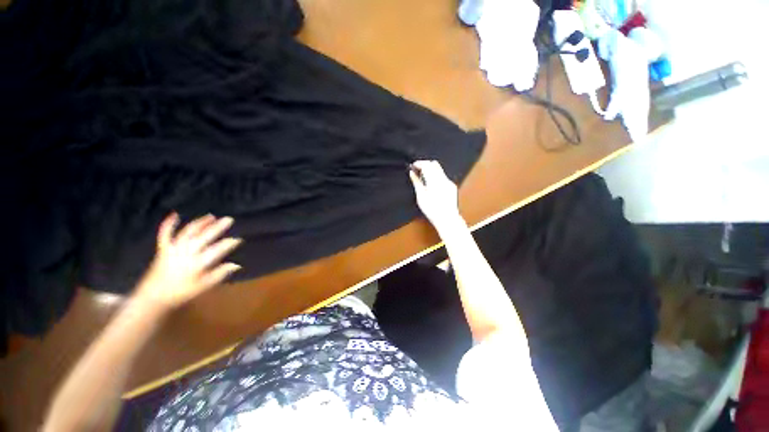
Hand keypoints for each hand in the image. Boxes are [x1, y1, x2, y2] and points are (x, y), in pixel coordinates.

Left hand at [135, 213, 242, 310]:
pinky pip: (165, 234)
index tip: (239, 239)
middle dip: (217, 227)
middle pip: (204, 237)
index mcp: (197, 263)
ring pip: (188, 232)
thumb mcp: (203, 286)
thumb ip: (220, 274)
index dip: (229, 243)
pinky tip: (175, 214)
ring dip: (200, 223)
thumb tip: (236, 264)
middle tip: (229, 219)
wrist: (153, 297)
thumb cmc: (181, 292)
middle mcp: (186, 253)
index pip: (217, 250)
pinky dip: (169, 223)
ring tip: (211, 216)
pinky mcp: (163, 249)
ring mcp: (173, 249)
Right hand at [408, 160, 462, 232]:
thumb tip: (412, 173)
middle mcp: (443, 179)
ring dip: (431, 170)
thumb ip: (416, 182)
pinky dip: (436, 176)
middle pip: (434, 164)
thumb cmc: (432, 210)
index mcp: (434, 181)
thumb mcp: (420, 196)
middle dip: (425, 165)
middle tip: (417, 171)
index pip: (427, 165)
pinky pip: (443, 176)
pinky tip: (431, 185)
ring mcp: (449, 182)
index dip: (419, 163)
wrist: (447, 218)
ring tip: (423, 178)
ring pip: (439, 169)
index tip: (413, 166)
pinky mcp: (452, 186)